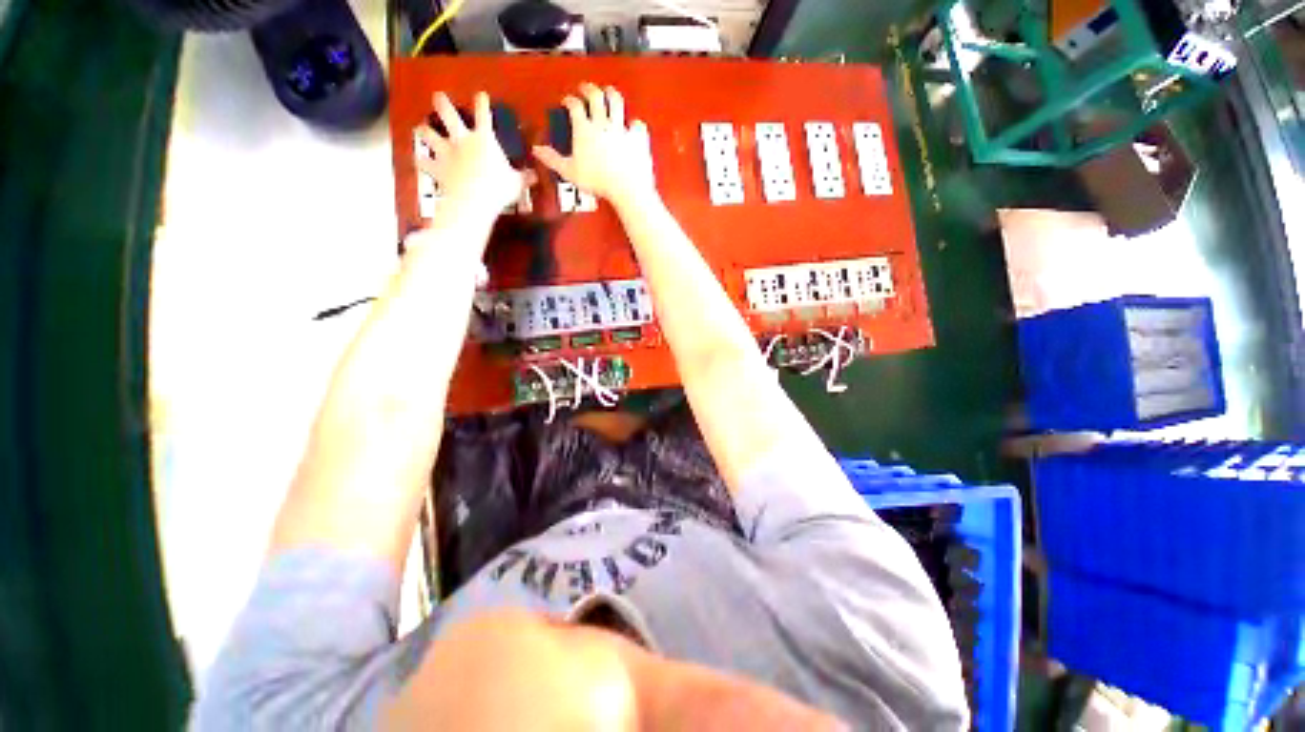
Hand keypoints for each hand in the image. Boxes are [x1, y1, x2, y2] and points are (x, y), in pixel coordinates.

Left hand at [417, 91, 523, 221]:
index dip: (482, 103)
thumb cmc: (497, 188)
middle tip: (438, 96)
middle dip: (443, 104)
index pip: (484, 115)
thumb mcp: (517, 183)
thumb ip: (524, 177)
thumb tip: (535, 176)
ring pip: (430, 135)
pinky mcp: (437, 168)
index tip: (481, 95)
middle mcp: (462, 140)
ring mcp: (446, 153)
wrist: (473, 199)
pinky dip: (421, 162)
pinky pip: (425, 163)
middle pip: (449, 115)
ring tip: (421, 128)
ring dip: (425, 131)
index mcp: (484, 139)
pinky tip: (418, 160)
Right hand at [533, 83, 656, 209]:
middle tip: (586, 88)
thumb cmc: (599, 181)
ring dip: (611, 94)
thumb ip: (553, 159)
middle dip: (589, 89)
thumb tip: (538, 151)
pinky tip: (633, 125)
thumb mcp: (570, 172)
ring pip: (616, 102)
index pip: (574, 106)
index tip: (568, 101)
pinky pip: (637, 125)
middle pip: (595, 96)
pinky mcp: (637, 137)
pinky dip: (635, 124)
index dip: (569, 100)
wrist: (625, 187)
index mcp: (584, 129)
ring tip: (609, 92)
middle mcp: (602, 124)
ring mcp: (621, 128)